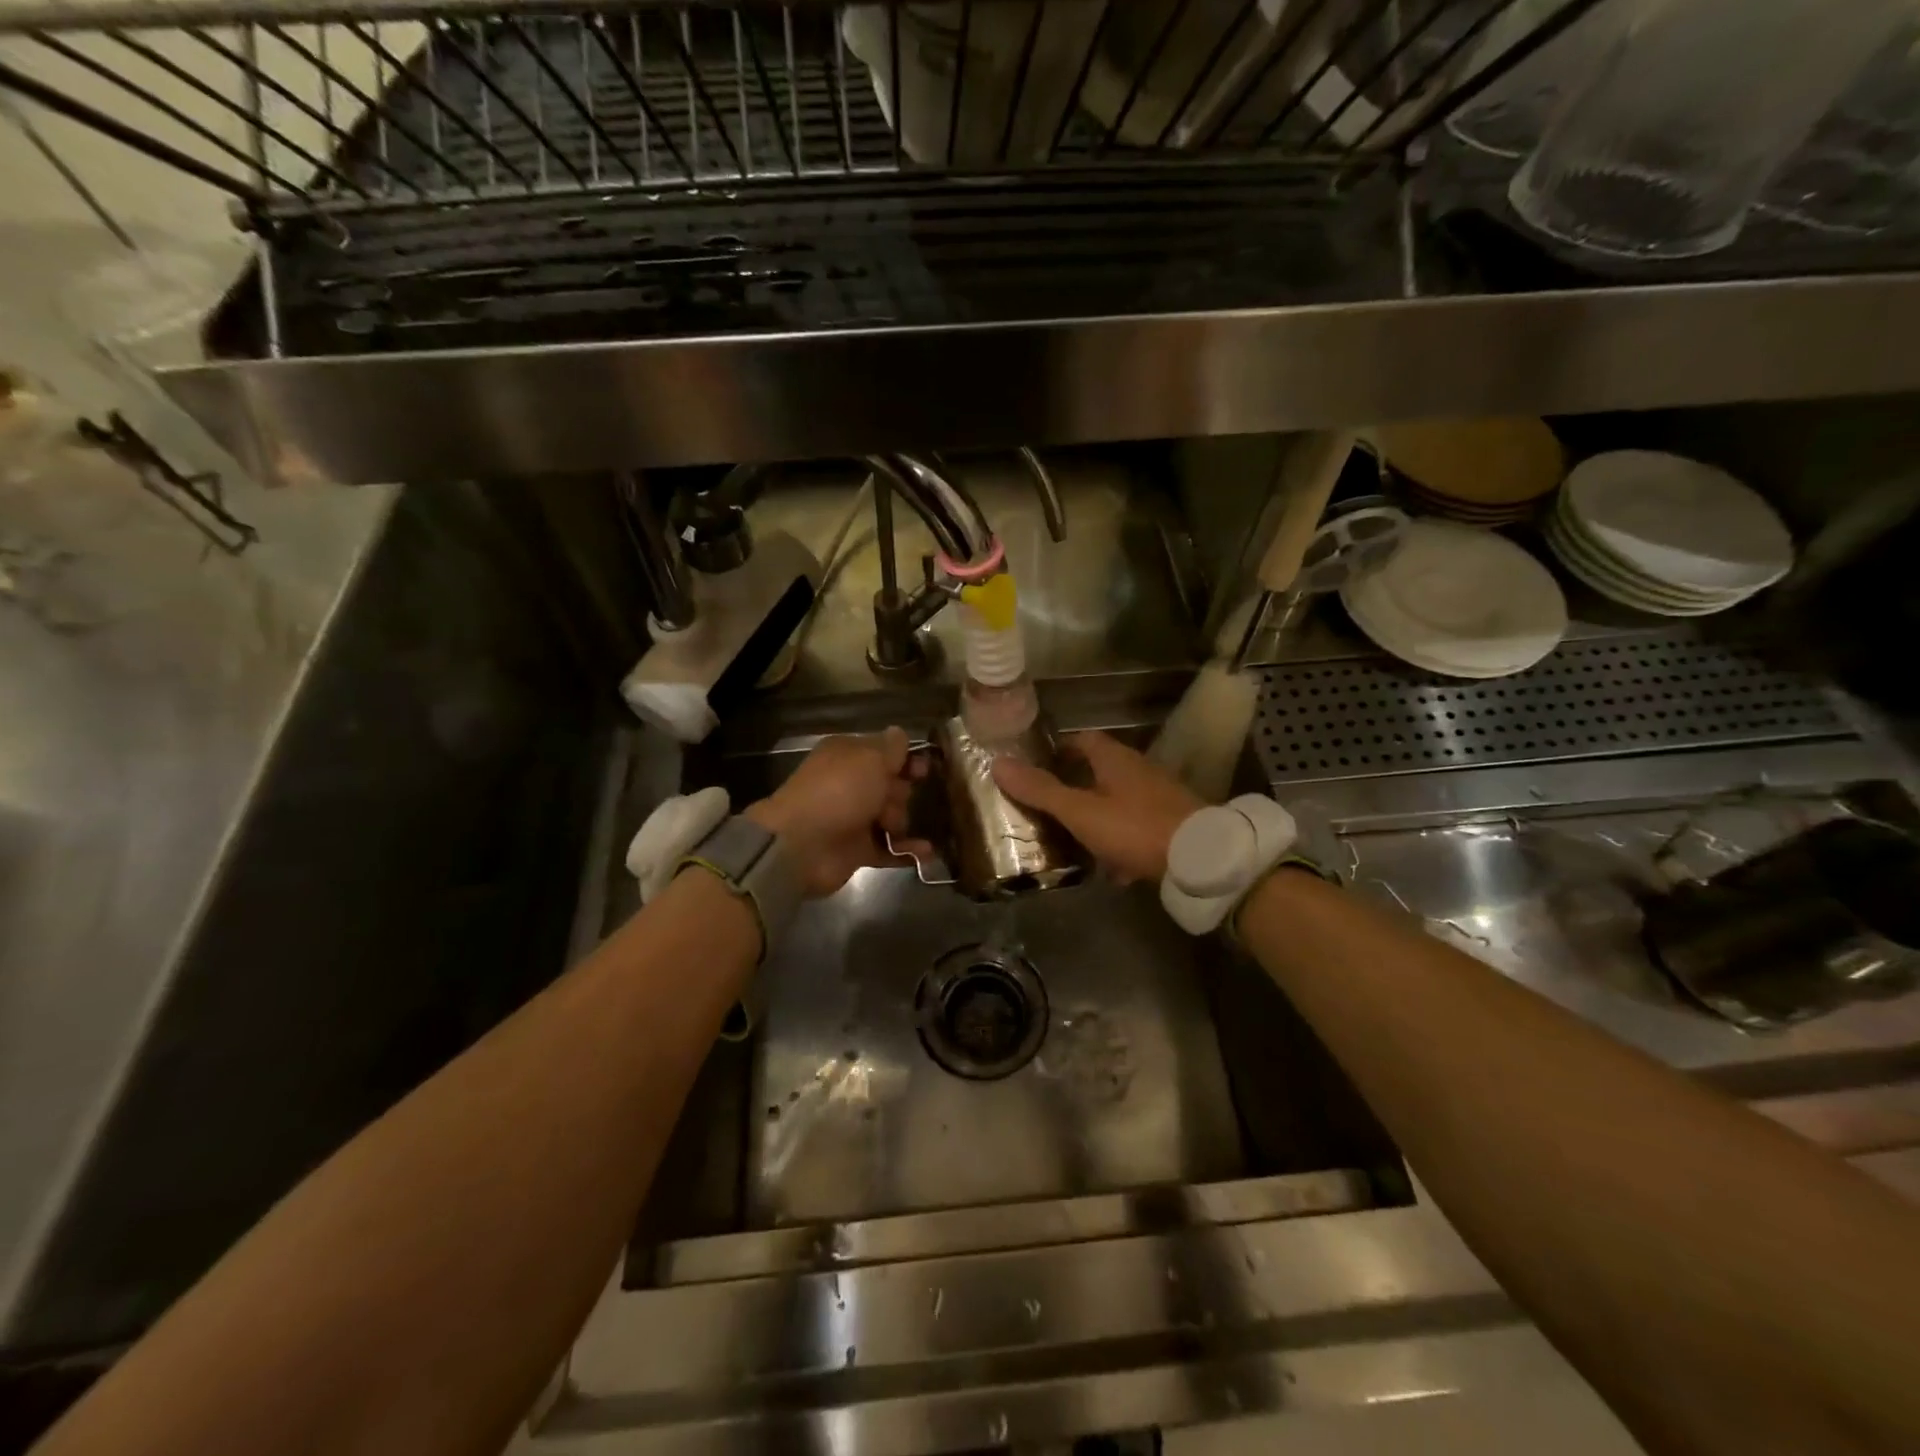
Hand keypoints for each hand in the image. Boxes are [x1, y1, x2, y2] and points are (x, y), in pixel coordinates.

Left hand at [745, 727, 928, 897]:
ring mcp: (853, 819)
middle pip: (892, 785)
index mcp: (847, 756)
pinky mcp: (857, 850)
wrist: (802, 844)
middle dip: (901, 792)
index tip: (924, 769)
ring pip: (892, 816)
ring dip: (900, 821)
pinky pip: (890, 848)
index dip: (906, 760)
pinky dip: (907, 850)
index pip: (884, 752)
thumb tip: (899, 734)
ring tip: (891, 827)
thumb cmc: (839, 791)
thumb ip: (891, 747)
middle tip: (891, 798)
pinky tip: (927, 851)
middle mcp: (850, 785)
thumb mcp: (870, 758)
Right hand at [993, 730, 1199, 883]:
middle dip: (1075, 786)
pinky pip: (1137, 827)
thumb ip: (1041, 790)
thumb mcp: (1081, 811)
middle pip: (1101, 771)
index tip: (1038, 764)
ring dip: (1098, 815)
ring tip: (1072, 838)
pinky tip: (1111, 867)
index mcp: (1115, 759)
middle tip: (1048, 805)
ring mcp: (1159, 797)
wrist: (1201, 858)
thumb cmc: (1135, 827)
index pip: (1084, 740)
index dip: (1060, 749)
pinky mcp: (1173, 824)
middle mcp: (1139, 770)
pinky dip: (1121, 841)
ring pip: (1119, 801)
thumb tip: (998, 763)